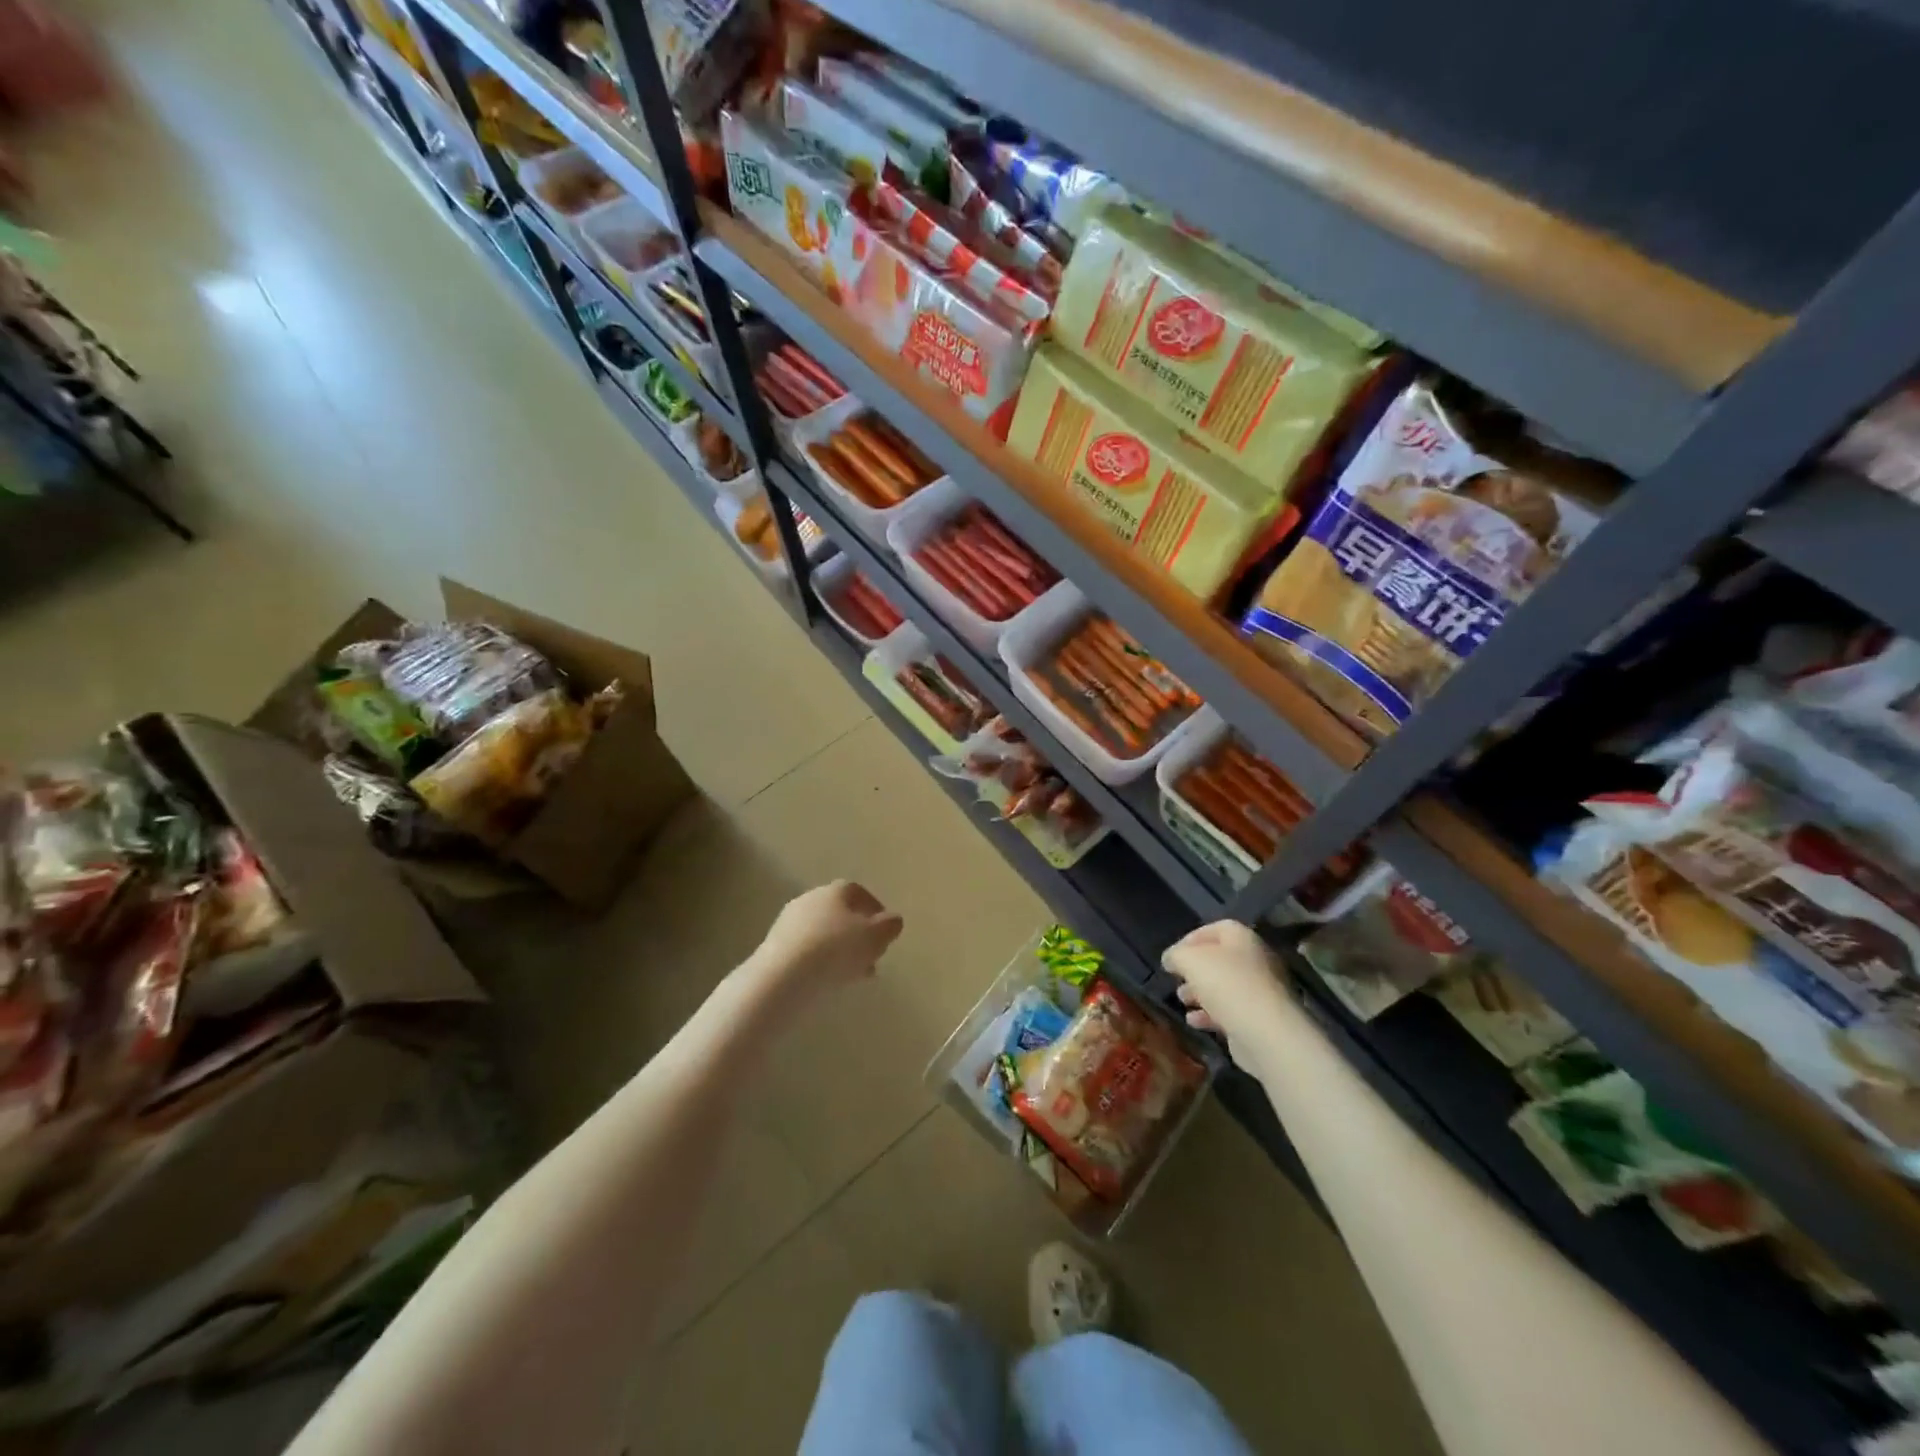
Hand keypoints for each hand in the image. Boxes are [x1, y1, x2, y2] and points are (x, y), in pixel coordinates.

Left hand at [747, 881, 903, 1001]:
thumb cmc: (835, 950)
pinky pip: (806, 950)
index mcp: (835, 891)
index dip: (874, 910)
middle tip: (871, 956)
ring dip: (839, 950)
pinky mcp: (774, 947)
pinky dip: (821, 961)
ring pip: (823, 933)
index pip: (858, 892)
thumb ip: (889, 926)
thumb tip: (892, 920)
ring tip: (854, 974)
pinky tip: (829, 981)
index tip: (885, 931)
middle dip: (857, 934)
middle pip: (839, 913)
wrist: (782, 978)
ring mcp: (788, 923)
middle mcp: (810, 899)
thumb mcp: (875, 937)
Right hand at [1162, 921, 1290, 1061]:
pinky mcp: (1260, 1019)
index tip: (1173, 955)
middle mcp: (1255, 960)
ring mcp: (1260, 991)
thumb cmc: (1226, 984)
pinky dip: (1210, 1014)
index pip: (1215, 929)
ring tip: (1182, 1000)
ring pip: (1224, 986)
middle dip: (1194, 970)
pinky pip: (1231, 1011)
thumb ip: (1176, 955)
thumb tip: (1171, 959)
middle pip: (1219, 959)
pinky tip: (1194, 1021)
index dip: (1191, 939)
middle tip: (1177, 979)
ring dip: (1200, 992)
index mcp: (1243, 938)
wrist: (1266, 1032)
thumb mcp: (1189, 960)